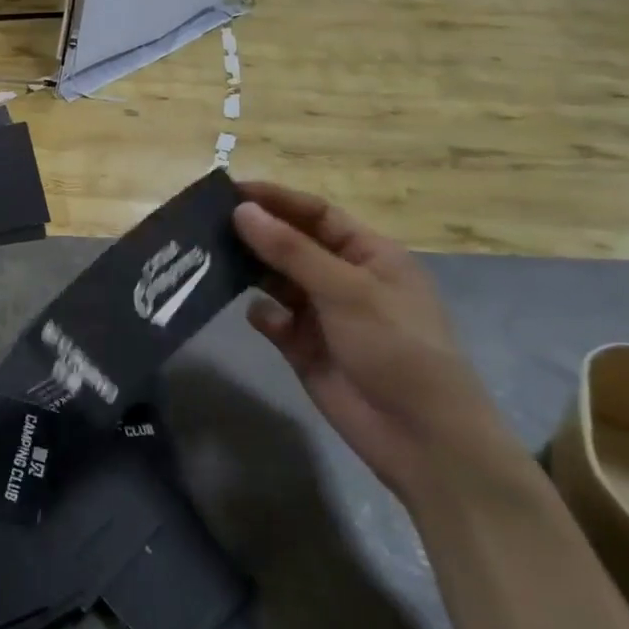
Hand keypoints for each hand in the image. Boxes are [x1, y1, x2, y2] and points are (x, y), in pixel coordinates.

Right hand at [231, 182, 513, 501]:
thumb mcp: (346, 290)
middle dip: (256, 233)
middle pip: (291, 244)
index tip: (229, 190)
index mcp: (369, 255)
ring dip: (250, 270)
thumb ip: (290, 250)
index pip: (316, 213)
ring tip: (210, 257)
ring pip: (276, 280)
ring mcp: (323, 314)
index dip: (275, 199)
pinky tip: (257, 317)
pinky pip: (273, 319)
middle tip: (207, 221)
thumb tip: (241, 210)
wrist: (421, 438)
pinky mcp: (305, 347)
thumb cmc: (397, 348)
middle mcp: (343, 278)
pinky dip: (262, 315)